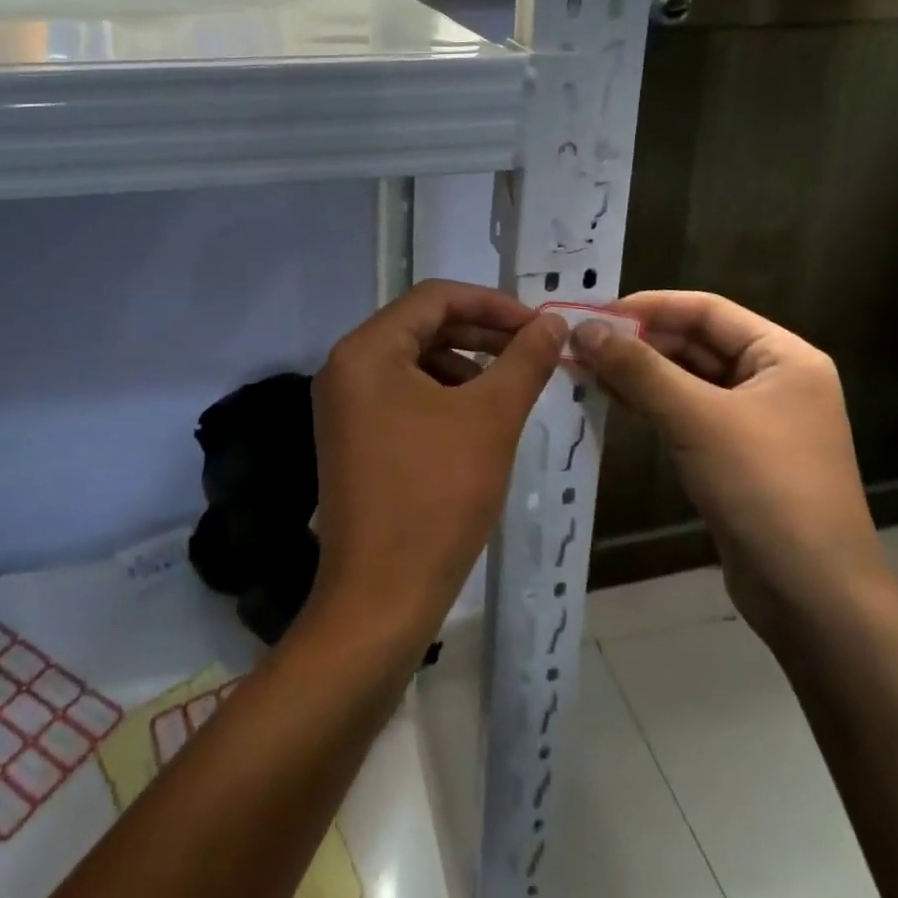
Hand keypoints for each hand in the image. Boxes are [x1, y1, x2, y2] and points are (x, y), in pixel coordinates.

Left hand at [308, 280, 566, 651]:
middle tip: (533, 351)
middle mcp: (346, 367)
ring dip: (465, 365)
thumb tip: (552, 322)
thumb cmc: (435, 498)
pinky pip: (402, 394)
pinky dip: (444, 396)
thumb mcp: (490, 420)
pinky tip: (478, 421)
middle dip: (481, 334)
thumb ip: (523, 361)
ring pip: (414, 361)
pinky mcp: (353, 436)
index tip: (538, 326)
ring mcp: (345, 404)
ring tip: (511, 389)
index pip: (434, 297)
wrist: (380, 600)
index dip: (492, 304)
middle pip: (422, 325)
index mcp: (367, 350)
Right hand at [570, 291, 891, 647]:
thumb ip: (637, 368)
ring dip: (640, 374)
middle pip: (696, 343)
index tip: (595, 313)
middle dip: (639, 342)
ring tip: (587, 372)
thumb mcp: (695, 417)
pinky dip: (651, 405)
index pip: (706, 310)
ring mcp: (756, 421)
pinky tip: (613, 403)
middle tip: (581, 345)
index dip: (649, 306)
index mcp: (783, 356)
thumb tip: (583, 328)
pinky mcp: (737, 456)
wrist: (815, 600)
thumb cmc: (764, 489)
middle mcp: (774, 380)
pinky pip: (688, 414)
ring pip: (687, 379)